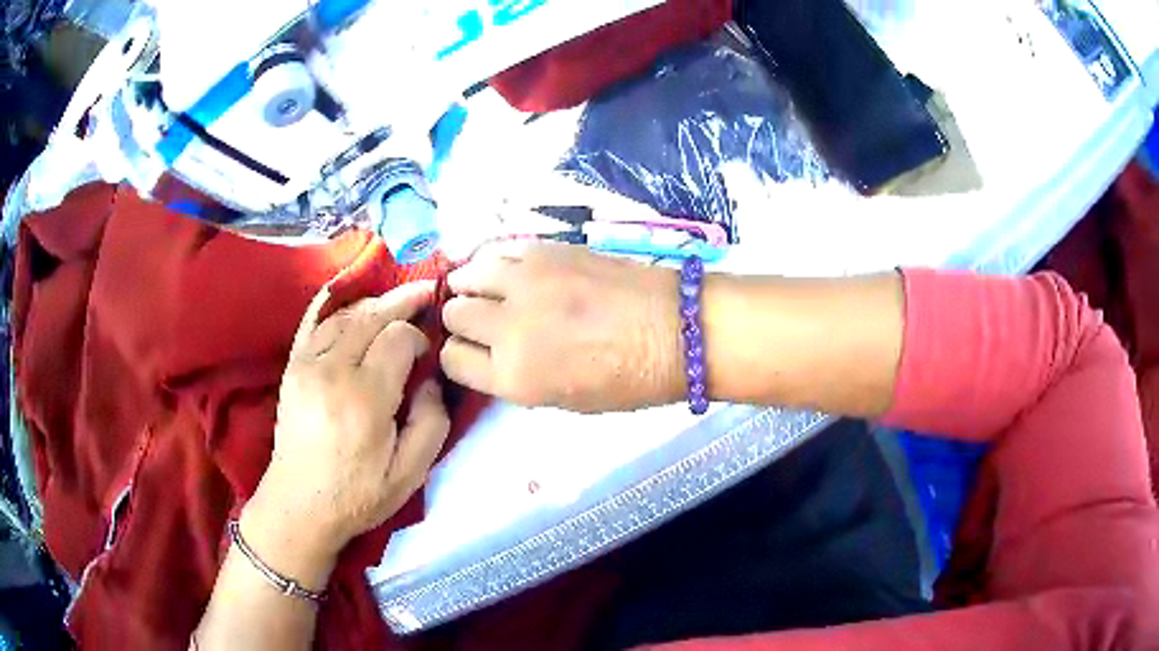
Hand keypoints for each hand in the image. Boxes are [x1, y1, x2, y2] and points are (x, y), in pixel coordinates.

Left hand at [242, 282, 450, 589]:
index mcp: (365, 398)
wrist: (300, 505)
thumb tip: (430, 379)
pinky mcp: (292, 367)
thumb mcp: (411, 473)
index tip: (427, 355)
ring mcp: (306, 364)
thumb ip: (432, 422)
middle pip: (371, 317)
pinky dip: (338, 306)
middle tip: (426, 292)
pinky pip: (315, 322)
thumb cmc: (358, 494)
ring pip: (345, 316)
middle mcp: (332, 370)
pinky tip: (353, 301)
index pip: (397, 339)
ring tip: (396, 302)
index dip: (418, 337)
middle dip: (401, 301)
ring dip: (374, 305)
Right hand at [440, 241, 682, 412]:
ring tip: (492, 291)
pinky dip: (496, 262)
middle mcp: (507, 328)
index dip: (460, 356)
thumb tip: (493, 352)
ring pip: (467, 276)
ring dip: (473, 286)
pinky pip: (497, 251)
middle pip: (454, 315)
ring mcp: (524, 283)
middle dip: (464, 320)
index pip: (453, 360)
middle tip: (488, 320)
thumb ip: (517, 376)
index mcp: (514, 378)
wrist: (676, 329)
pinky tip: (512, 271)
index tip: (473, 350)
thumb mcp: (563, 400)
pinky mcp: (543, 250)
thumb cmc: (629, 379)